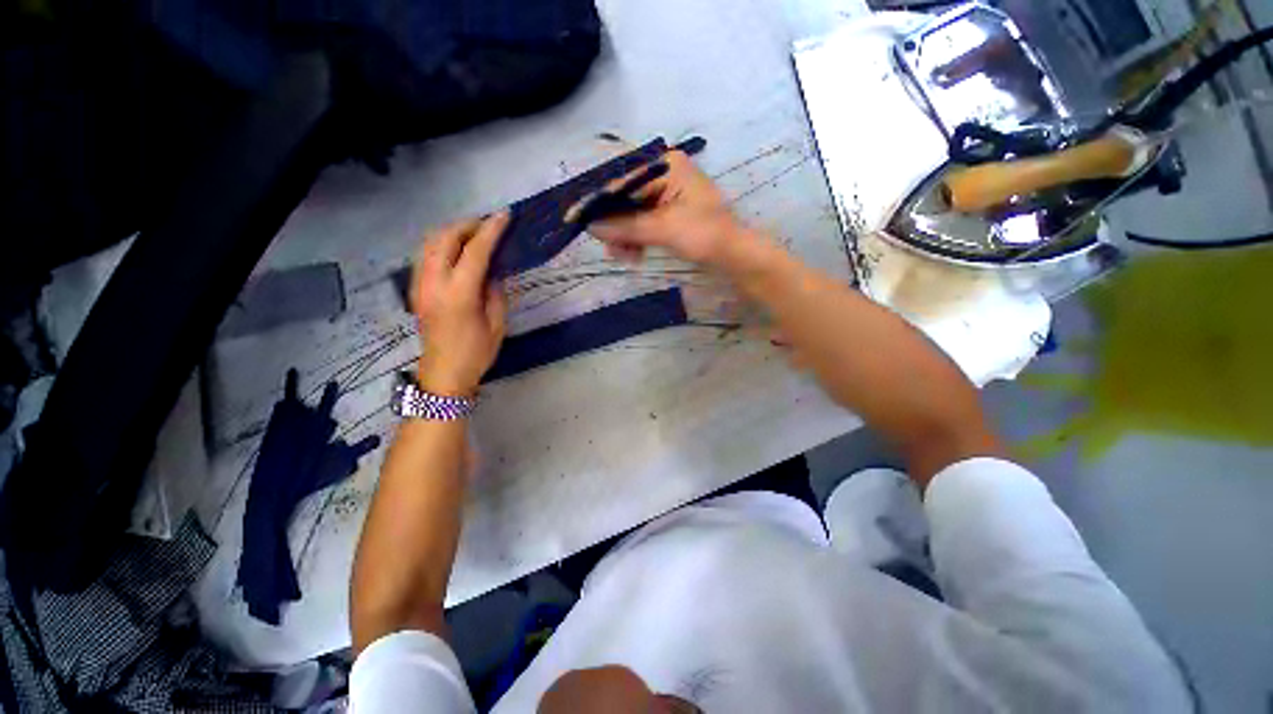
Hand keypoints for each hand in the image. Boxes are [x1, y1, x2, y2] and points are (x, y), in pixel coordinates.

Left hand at [412, 213, 509, 396]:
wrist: (444, 374)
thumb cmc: (477, 353)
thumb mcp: (497, 324)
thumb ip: (495, 292)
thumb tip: (492, 271)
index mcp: (459, 295)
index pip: (475, 252)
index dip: (491, 231)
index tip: (505, 215)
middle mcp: (434, 284)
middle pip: (445, 238)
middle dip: (467, 225)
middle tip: (489, 225)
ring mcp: (419, 285)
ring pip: (429, 243)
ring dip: (452, 232)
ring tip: (473, 234)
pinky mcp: (415, 289)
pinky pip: (425, 256)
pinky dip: (441, 244)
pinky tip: (456, 251)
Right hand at [587, 151, 751, 265]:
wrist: (734, 255)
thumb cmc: (704, 235)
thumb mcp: (663, 229)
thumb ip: (626, 227)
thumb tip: (592, 226)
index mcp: (666, 166)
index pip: (624, 182)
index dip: (600, 204)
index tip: (578, 219)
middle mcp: (664, 175)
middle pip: (627, 199)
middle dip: (616, 227)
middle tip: (611, 251)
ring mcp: (667, 195)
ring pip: (633, 214)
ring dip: (625, 236)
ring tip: (625, 258)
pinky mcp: (669, 213)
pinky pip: (643, 223)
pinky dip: (636, 239)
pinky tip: (634, 255)